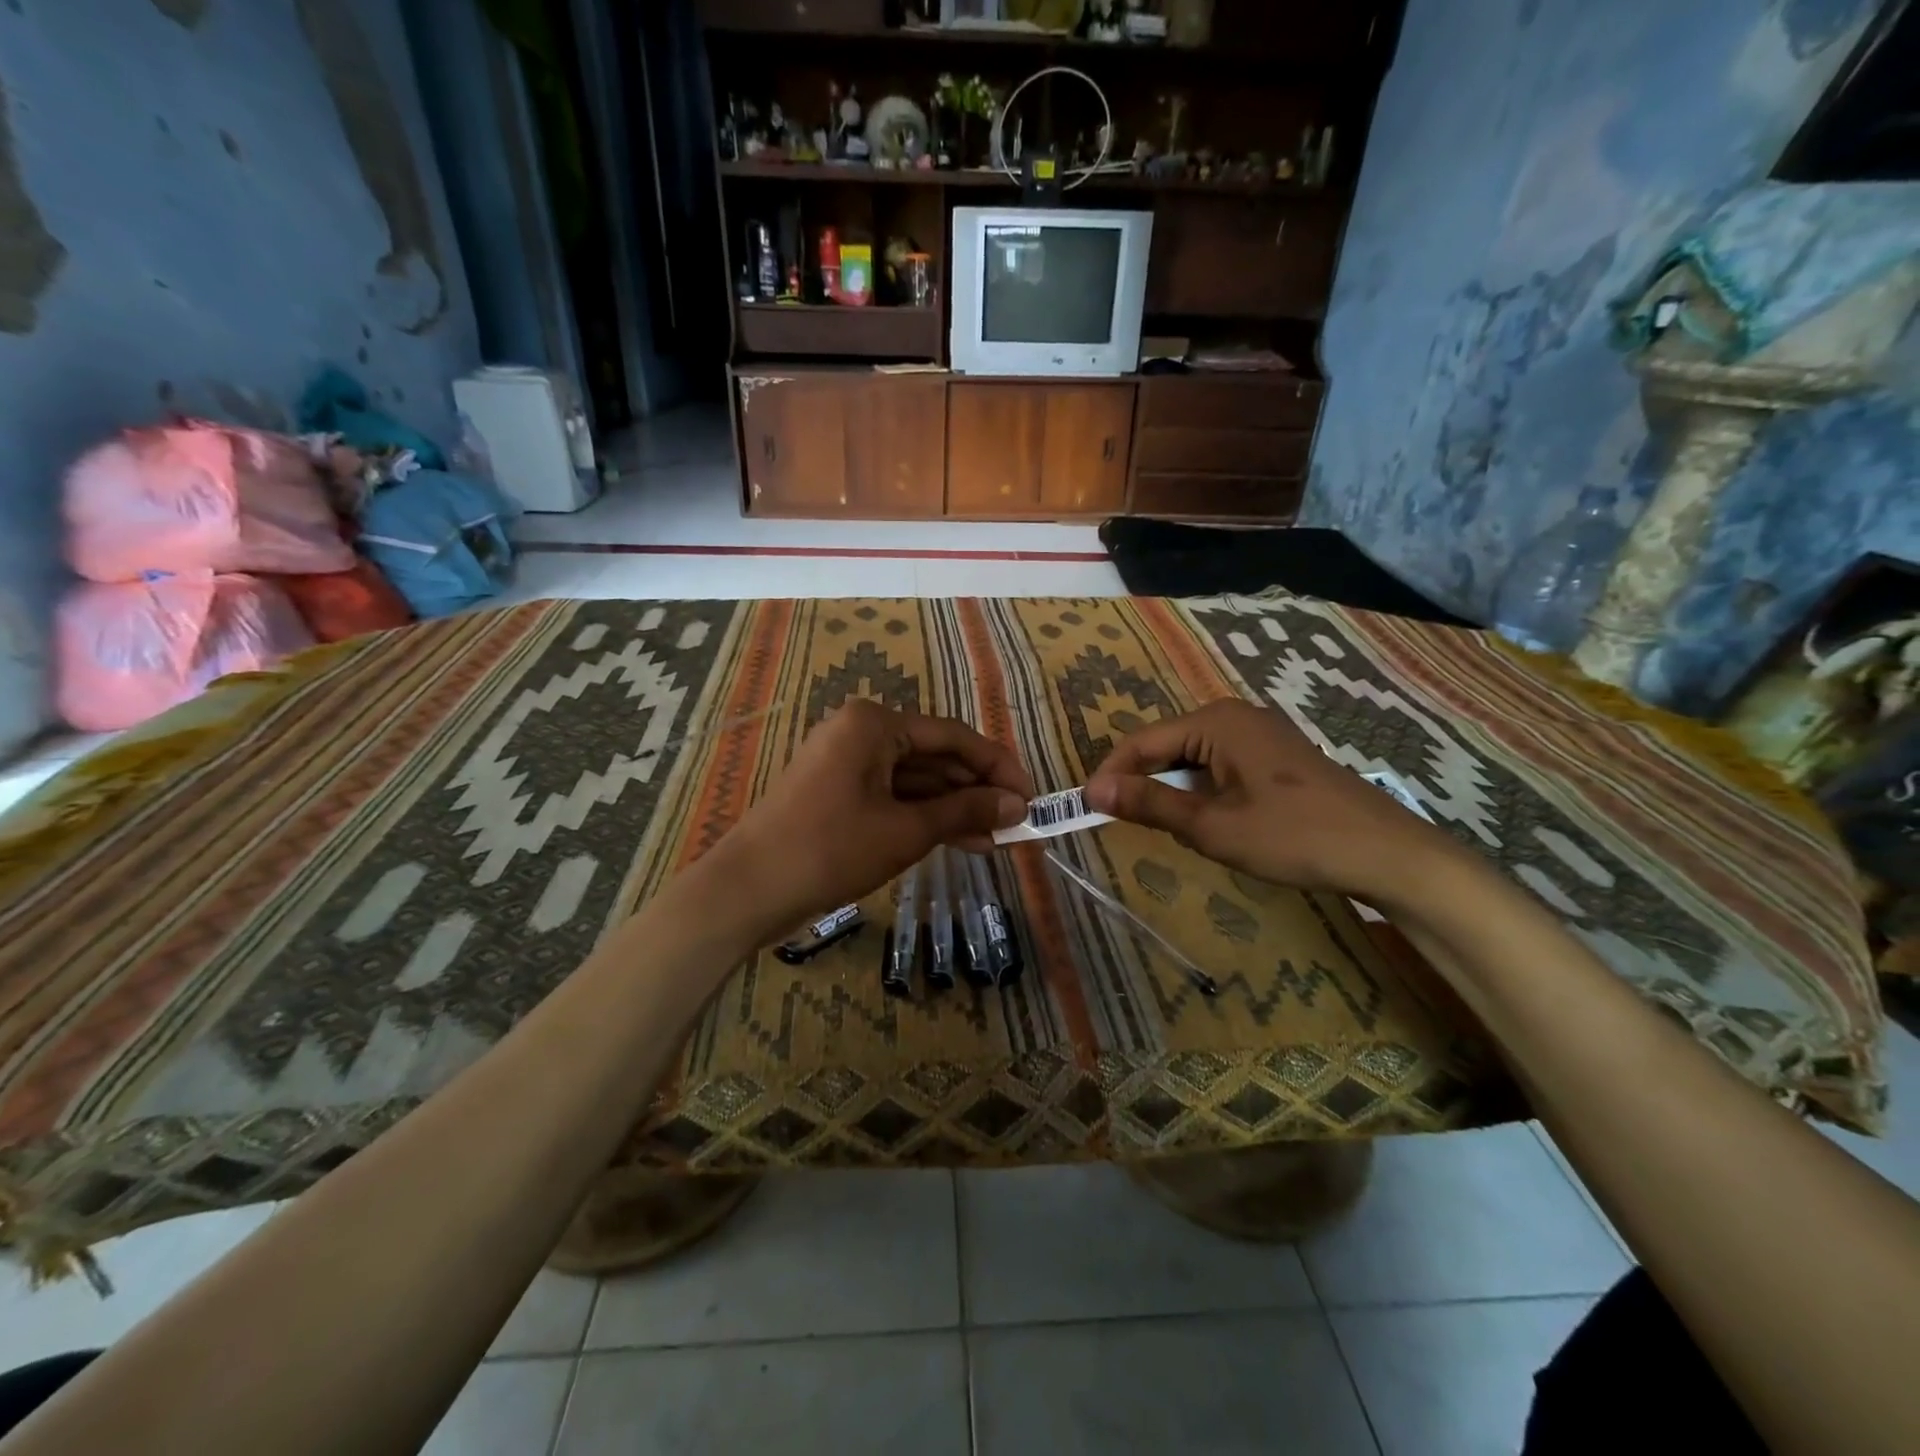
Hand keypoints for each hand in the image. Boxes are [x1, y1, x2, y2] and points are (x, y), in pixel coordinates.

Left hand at [712, 700, 1033, 933]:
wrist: (749, 890)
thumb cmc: (831, 849)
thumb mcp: (907, 830)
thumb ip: (965, 811)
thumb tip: (1017, 806)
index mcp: (874, 724)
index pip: (953, 736)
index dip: (997, 767)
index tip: (1030, 797)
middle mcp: (861, 732)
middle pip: (934, 757)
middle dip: (976, 791)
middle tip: (1016, 823)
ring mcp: (847, 763)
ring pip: (915, 781)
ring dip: (954, 808)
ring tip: (996, 840)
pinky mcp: (839, 793)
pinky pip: (893, 797)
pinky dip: (924, 818)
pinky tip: (961, 841)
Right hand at [1084, 700, 1457, 901]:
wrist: (1385, 852)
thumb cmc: (1293, 836)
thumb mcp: (1212, 825)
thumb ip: (1150, 803)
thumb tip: (1093, 789)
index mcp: (1215, 722)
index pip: (1141, 742)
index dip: (1112, 775)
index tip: (1087, 810)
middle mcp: (1234, 715)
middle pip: (1166, 746)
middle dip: (1143, 783)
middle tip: (1126, 825)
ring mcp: (1259, 732)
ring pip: (1193, 758)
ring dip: (1174, 791)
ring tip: (1171, 829)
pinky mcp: (1276, 754)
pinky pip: (1220, 765)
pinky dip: (1203, 791)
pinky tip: (1213, 822)